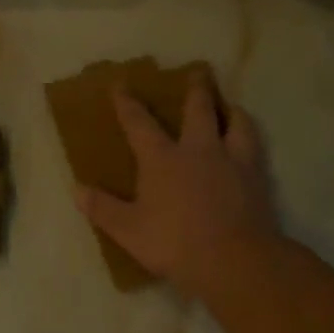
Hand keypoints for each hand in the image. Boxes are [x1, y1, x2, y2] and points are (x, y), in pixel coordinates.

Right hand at [75, 73, 280, 297]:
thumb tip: (77, 189)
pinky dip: (250, 140)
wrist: (234, 260)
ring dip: (232, 111)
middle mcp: (198, 150)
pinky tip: (249, 146)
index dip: (127, 103)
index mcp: (162, 159)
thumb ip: (103, 208)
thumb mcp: (128, 230)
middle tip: (198, 72)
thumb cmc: (174, 242)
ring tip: (232, 107)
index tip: (120, 85)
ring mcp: (232, 161)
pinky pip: (255, 149)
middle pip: (198, 109)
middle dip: (195, 89)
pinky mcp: (256, 178)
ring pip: (237, 123)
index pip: (139, 123)